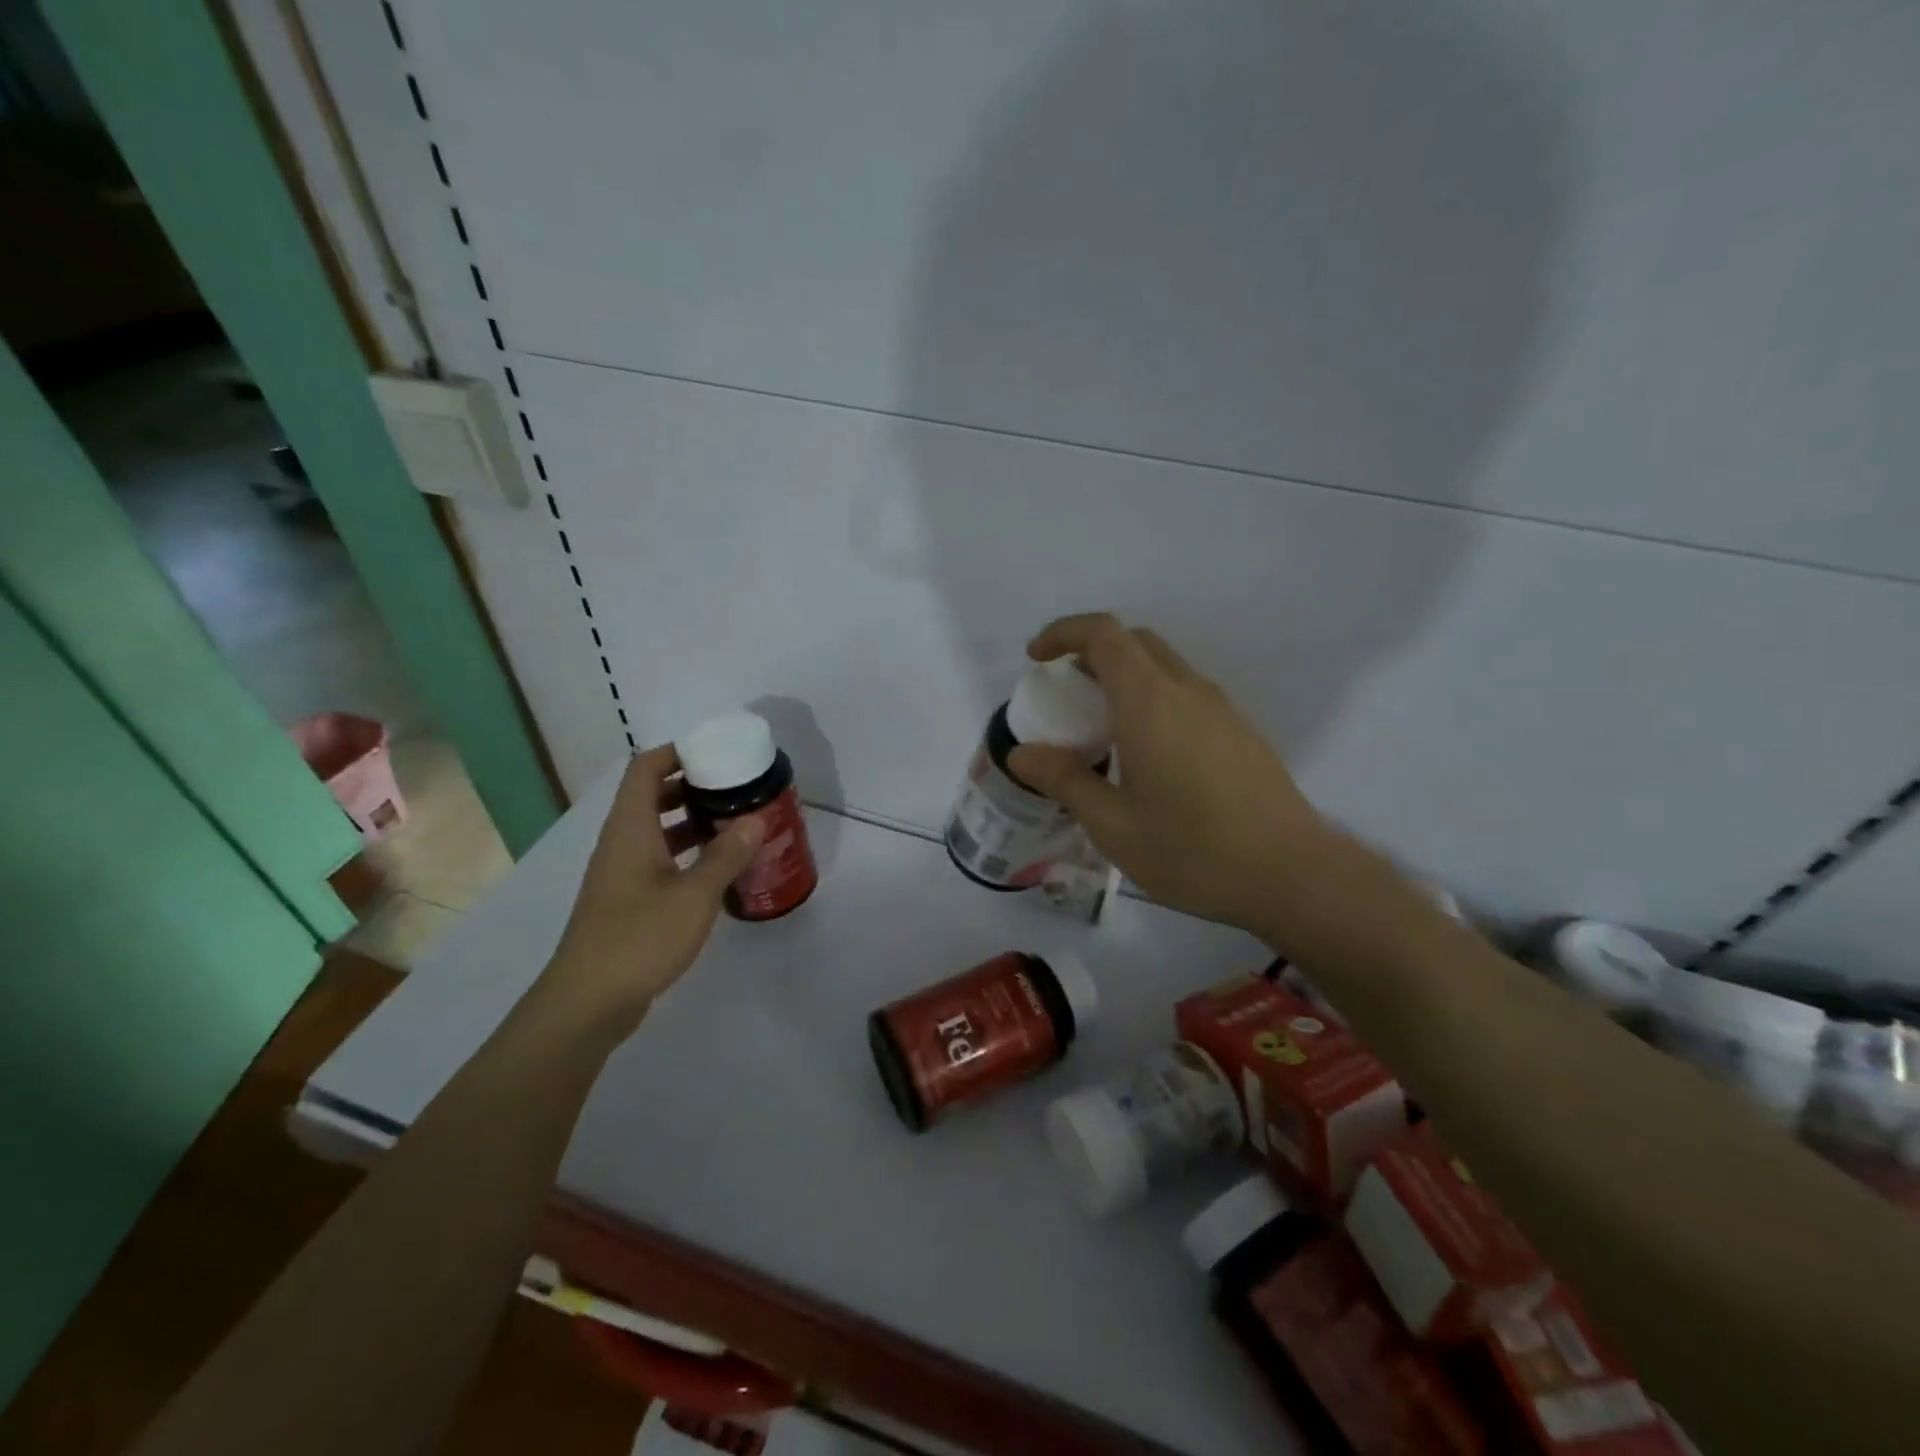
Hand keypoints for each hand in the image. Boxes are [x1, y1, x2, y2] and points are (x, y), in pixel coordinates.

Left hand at [535, 745, 763, 1036]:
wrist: (588, 1002)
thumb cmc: (639, 937)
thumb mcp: (694, 895)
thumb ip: (726, 854)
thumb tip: (756, 819)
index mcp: (630, 829)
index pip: (646, 768)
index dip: (677, 752)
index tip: (717, 753)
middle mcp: (621, 842)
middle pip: (652, 795)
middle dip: (694, 785)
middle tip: (737, 788)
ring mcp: (620, 873)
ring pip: (656, 830)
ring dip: (692, 820)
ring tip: (736, 822)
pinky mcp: (626, 900)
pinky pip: (658, 859)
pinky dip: (686, 853)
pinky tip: (718, 868)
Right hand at [1008, 613, 1332, 937]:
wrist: (1293, 875)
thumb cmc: (1193, 851)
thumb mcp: (1113, 825)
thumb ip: (1065, 781)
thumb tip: (1022, 753)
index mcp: (1150, 702)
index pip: (1103, 634)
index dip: (1064, 633)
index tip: (1037, 658)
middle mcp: (1188, 691)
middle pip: (1135, 642)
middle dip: (1091, 653)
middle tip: (1066, 694)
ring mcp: (1222, 709)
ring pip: (1164, 667)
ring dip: (1125, 677)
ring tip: (1102, 729)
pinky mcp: (1241, 732)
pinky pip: (1187, 694)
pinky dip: (1153, 699)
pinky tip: (1148, 755)